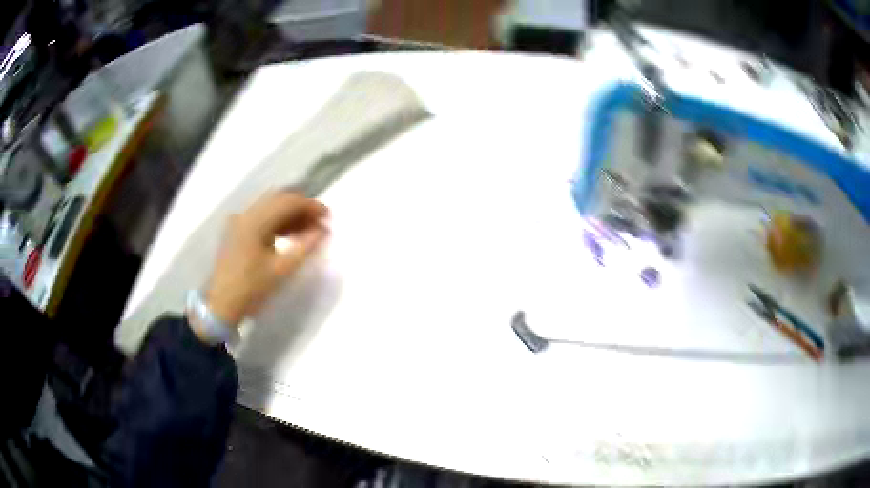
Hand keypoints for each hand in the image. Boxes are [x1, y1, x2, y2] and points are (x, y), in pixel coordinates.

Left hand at [203, 191, 327, 326]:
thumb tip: (324, 231)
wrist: (221, 306)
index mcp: (255, 221)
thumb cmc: (252, 289)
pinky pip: (261, 217)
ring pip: (269, 207)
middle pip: (278, 199)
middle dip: (301, 207)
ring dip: (290, 214)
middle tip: (319, 222)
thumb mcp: (282, 270)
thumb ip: (305, 247)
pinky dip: (277, 222)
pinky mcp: (236, 231)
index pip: (288, 202)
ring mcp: (239, 222)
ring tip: (308, 230)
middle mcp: (246, 214)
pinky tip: (289, 235)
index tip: (328, 217)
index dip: (311, 206)